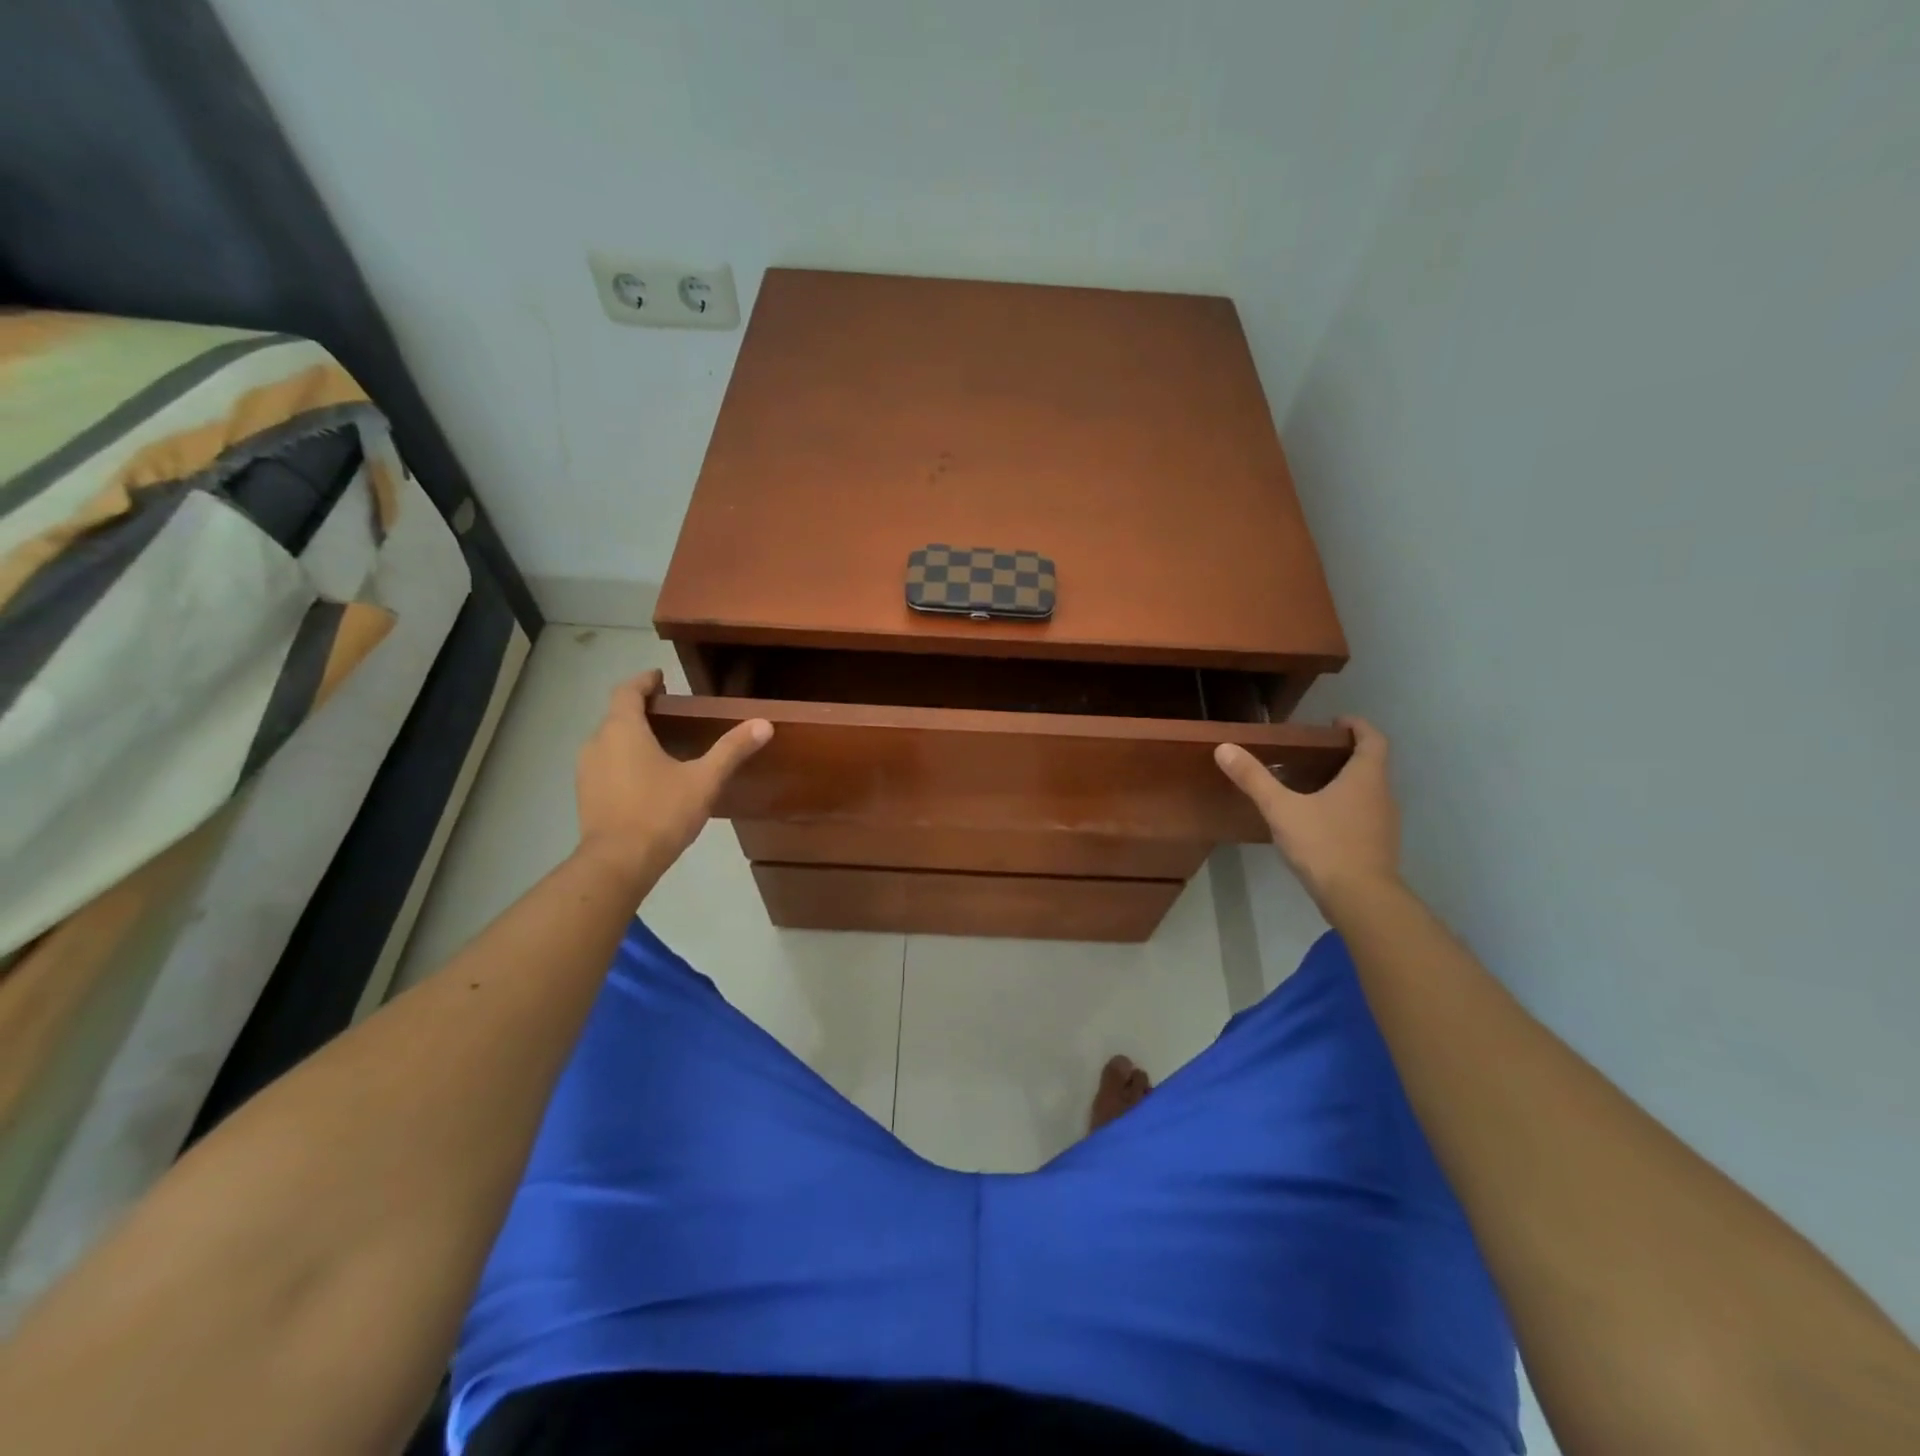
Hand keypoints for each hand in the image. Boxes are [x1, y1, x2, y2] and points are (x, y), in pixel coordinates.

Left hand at [573, 670, 770, 889]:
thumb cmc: (660, 813)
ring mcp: (586, 770)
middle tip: (671, 713)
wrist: (617, 863)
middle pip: (617, 715)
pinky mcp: (585, 794)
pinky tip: (646, 778)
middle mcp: (597, 743)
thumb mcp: (704, 780)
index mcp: (623, 730)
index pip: (627, 691)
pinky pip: (605, 764)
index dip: (644, 681)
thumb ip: (731, 750)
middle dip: (641, 709)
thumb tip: (764, 724)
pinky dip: (624, 760)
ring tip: (662, 744)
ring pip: (609, 741)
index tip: (660, 677)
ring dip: (631, 736)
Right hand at [1215, 717, 1400, 910]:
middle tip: (1314, 753)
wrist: (1360, 899)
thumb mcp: (1281, 809)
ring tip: (1313, 784)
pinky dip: (1347, 808)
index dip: (1357, 726)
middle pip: (1372, 764)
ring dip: (1347, 782)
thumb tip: (1224, 748)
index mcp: (1365, 777)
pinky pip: (1365, 815)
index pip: (1373, 739)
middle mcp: (1382, 795)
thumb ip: (1254, 779)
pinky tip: (1320, 821)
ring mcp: (1385, 823)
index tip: (1335, 722)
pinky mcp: (1379, 846)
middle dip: (1346, 754)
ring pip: (1369, 791)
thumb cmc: (1324, 844)